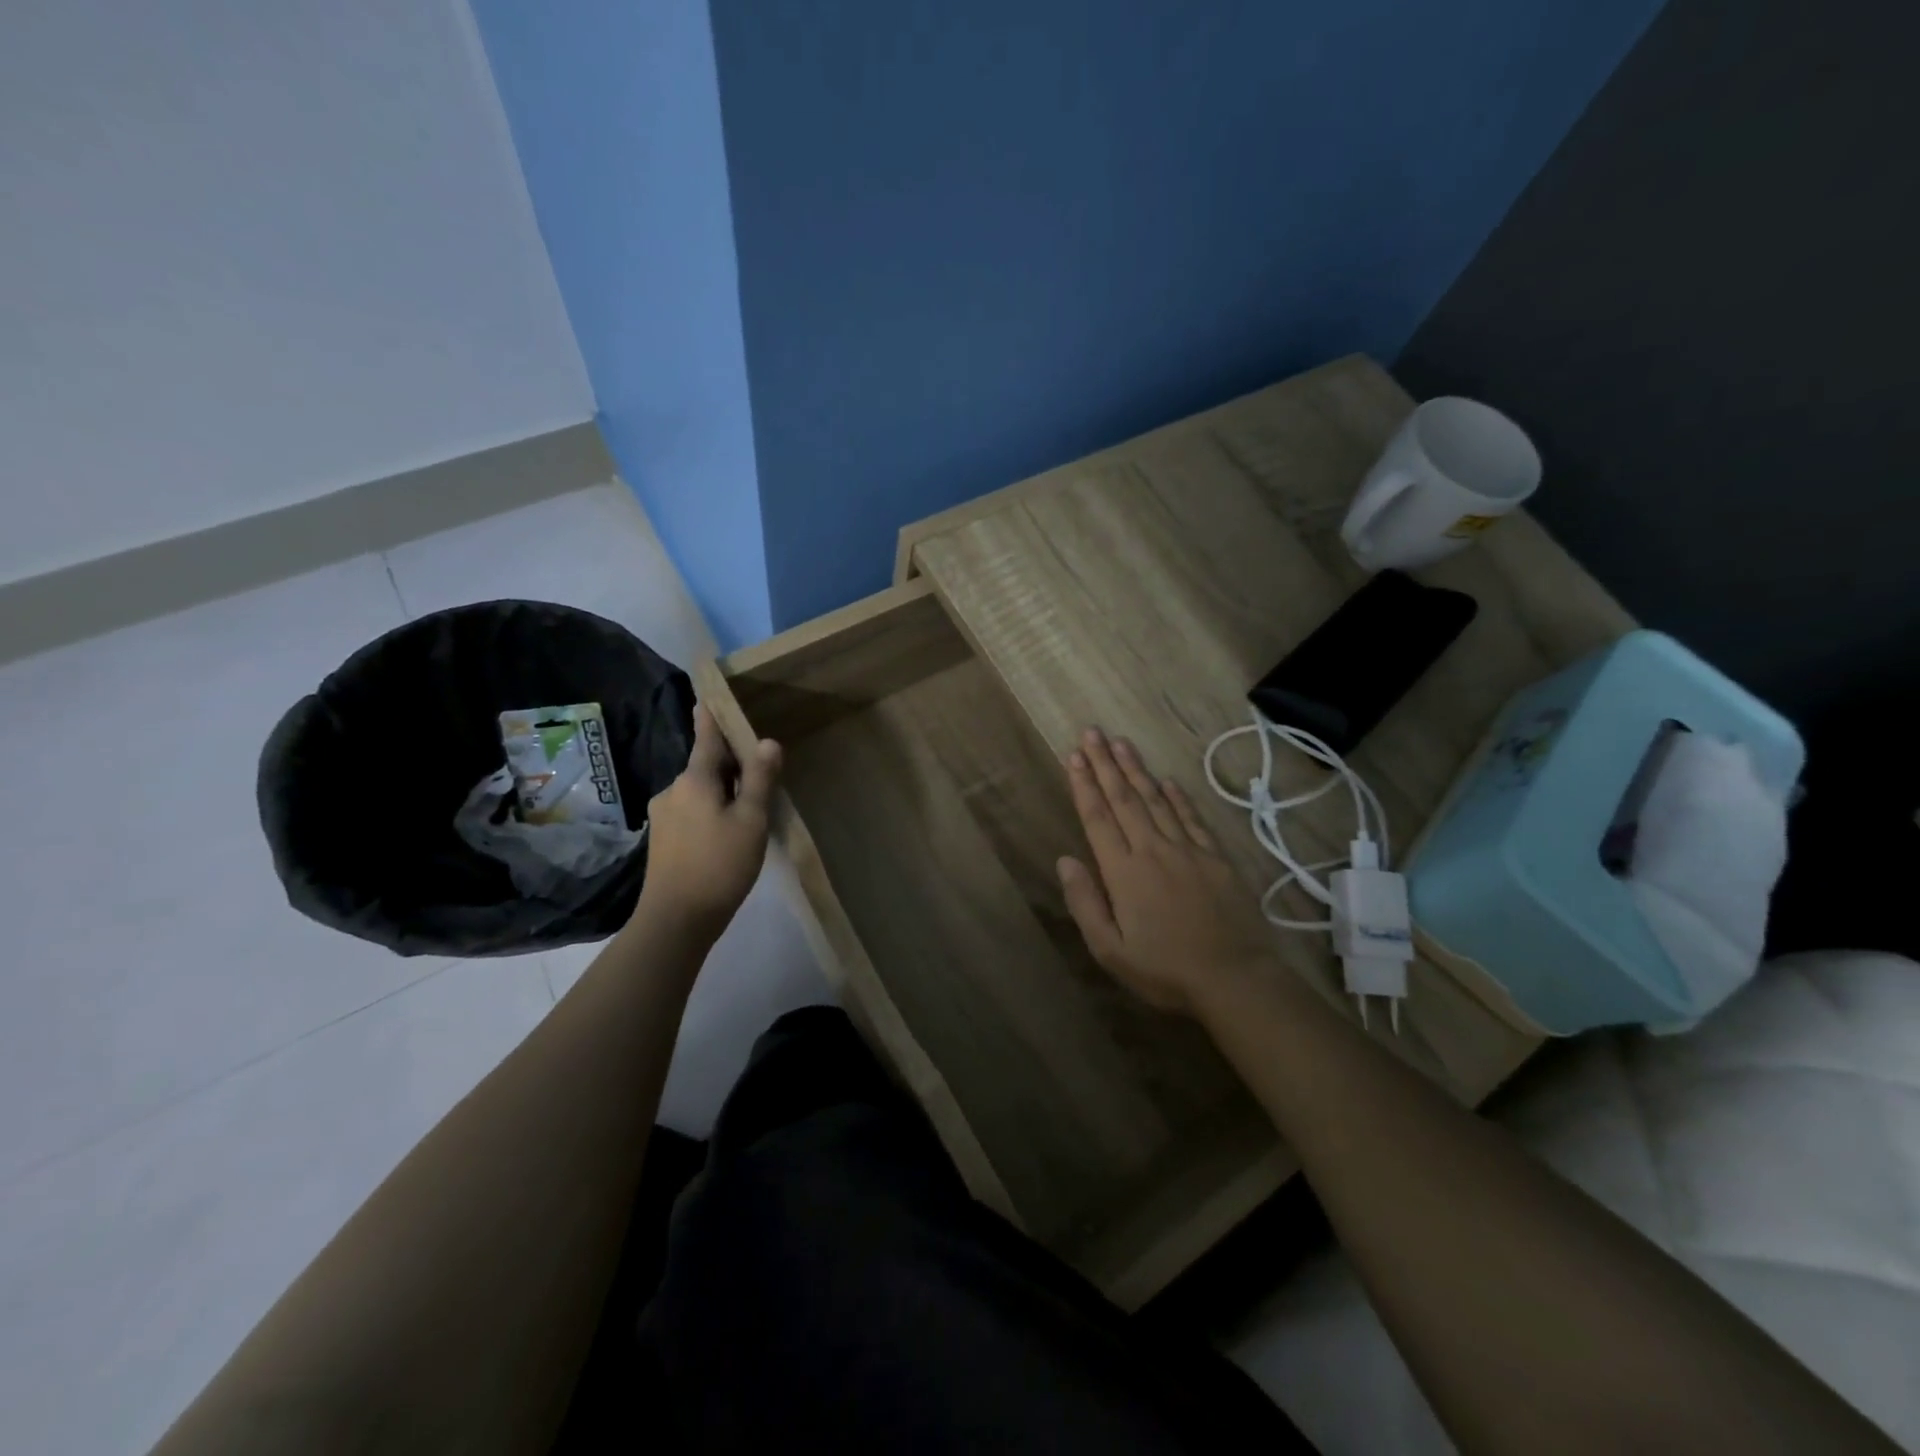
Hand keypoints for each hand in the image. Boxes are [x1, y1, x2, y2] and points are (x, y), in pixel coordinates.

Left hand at [636, 705, 780, 938]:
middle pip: (705, 766)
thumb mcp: (750, 820)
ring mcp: (663, 816)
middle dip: (728, 764)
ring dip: (721, 792)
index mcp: (694, 779)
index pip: (706, 738)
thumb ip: (759, 779)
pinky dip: (710, 812)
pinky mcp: (662, 841)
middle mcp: (673, 790)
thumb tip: (767, 741)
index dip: (711, 717)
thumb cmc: (719, 864)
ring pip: (698, 792)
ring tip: (748, 807)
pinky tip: (726, 833)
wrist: (676, 920)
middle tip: (759, 768)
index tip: (708, 695)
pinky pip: (691, 812)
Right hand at [1058, 728, 1275, 1014]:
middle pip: (1124, 798)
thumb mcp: (1110, 950)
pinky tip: (1168, 780)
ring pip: (1156, 800)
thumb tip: (1065, 859)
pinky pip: (1192, 818)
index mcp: (1124, 871)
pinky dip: (1178, 797)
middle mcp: (1153, 849)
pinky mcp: (1215, 857)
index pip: (1098, 818)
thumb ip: (1085, 902)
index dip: (1084, 785)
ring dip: (1136, 769)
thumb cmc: (1165, 970)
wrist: (1234, 978)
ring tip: (1121, 742)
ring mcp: (1188, 850)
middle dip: (1105, 763)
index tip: (1073, 756)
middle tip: (1092, 732)